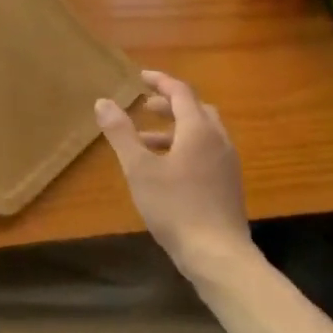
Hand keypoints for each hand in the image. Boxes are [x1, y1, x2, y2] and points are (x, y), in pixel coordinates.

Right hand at [95, 70, 252, 279]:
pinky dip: (186, 147)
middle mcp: (218, 140)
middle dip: (170, 104)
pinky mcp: (229, 184)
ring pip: (202, 132)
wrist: (218, 255)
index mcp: (199, 130)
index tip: (141, 77)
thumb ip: (121, 134)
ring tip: (146, 141)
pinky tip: (166, 170)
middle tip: (145, 107)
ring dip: (176, 128)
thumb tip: (103, 102)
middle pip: (196, 109)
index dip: (160, 81)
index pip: (181, 92)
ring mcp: (227, 163)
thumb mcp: (139, 169)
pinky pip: (207, 151)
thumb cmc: (175, 207)